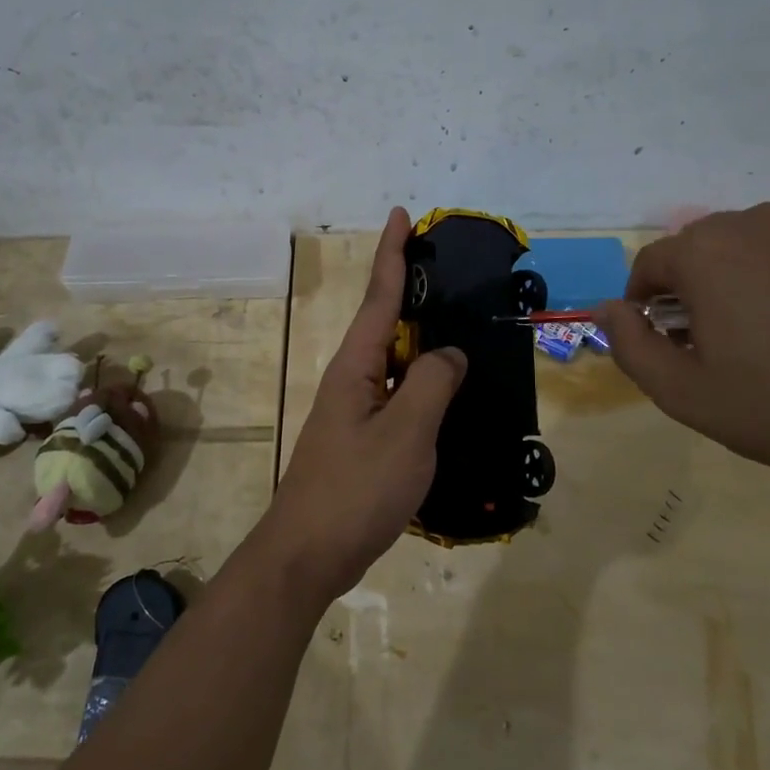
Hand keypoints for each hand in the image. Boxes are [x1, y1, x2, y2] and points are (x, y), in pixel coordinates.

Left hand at [260, 208, 466, 605]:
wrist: (310, 553)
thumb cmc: (357, 488)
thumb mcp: (405, 432)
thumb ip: (431, 383)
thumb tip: (448, 354)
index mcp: (355, 367)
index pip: (378, 297)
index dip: (392, 254)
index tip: (400, 215)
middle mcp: (351, 381)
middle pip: (386, 325)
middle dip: (413, 293)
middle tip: (449, 270)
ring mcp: (356, 413)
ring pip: (395, 364)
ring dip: (422, 342)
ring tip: (459, 325)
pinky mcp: (365, 442)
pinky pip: (399, 398)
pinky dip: (423, 385)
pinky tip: (448, 393)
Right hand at [598, 203, 769, 534]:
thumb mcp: (684, 392)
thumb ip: (630, 346)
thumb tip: (607, 310)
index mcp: (707, 250)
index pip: (648, 265)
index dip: (640, 307)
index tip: (659, 348)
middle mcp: (754, 225)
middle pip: (694, 253)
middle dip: (684, 295)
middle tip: (703, 352)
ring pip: (740, 254)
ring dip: (728, 289)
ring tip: (751, 346)